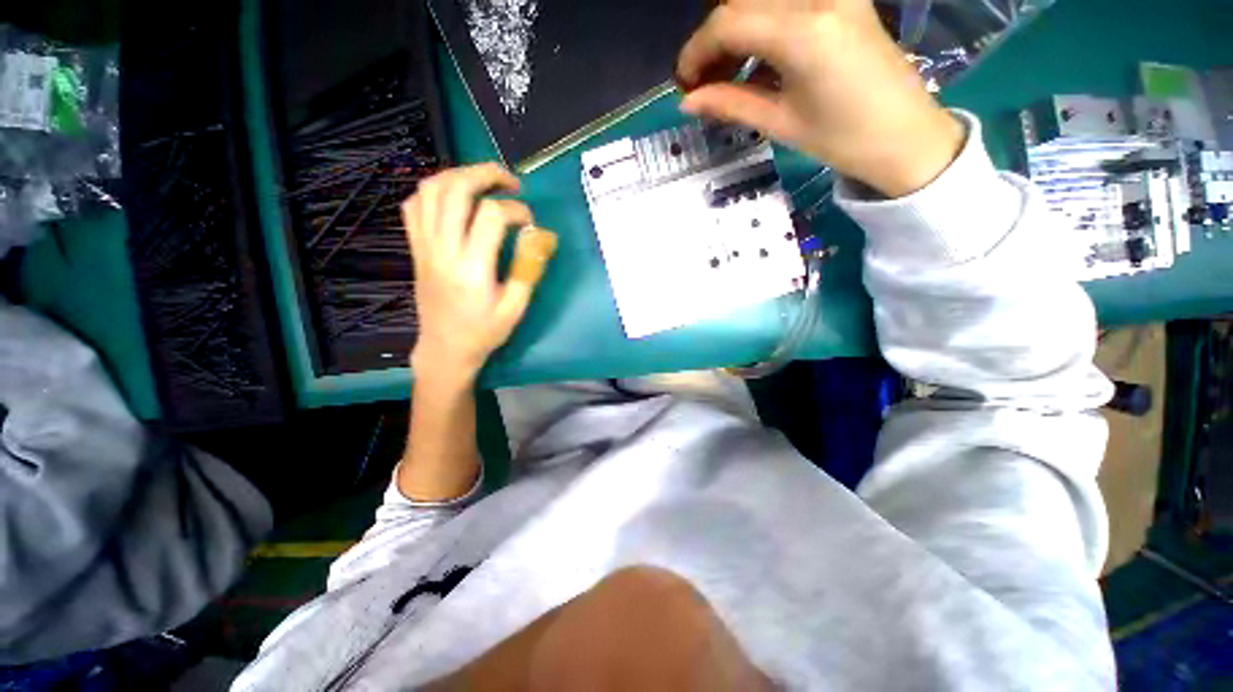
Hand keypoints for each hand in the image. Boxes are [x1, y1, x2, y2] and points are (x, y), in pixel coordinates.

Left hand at [402, 163, 556, 381]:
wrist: (445, 349)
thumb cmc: (484, 332)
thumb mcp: (516, 308)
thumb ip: (529, 269)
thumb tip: (542, 236)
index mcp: (472, 268)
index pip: (491, 215)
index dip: (516, 209)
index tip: (530, 222)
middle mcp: (443, 250)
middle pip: (455, 189)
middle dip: (486, 174)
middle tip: (510, 181)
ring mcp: (425, 247)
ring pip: (431, 190)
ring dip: (459, 175)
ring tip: (484, 182)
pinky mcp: (416, 249)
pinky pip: (415, 206)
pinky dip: (434, 191)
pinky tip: (455, 199)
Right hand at [676, 0, 964, 197]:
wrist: (905, 136)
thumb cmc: (842, 139)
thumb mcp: (780, 123)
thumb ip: (730, 104)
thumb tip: (688, 102)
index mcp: (804, 32)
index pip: (729, 22)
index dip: (696, 51)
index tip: (683, 83)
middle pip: (743, 2)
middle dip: (713, 40)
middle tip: (702, 82)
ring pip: (763, 0)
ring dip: (736, 30)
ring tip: (725, 74)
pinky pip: (787, 4)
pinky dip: (762, 28)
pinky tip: (756, 62)